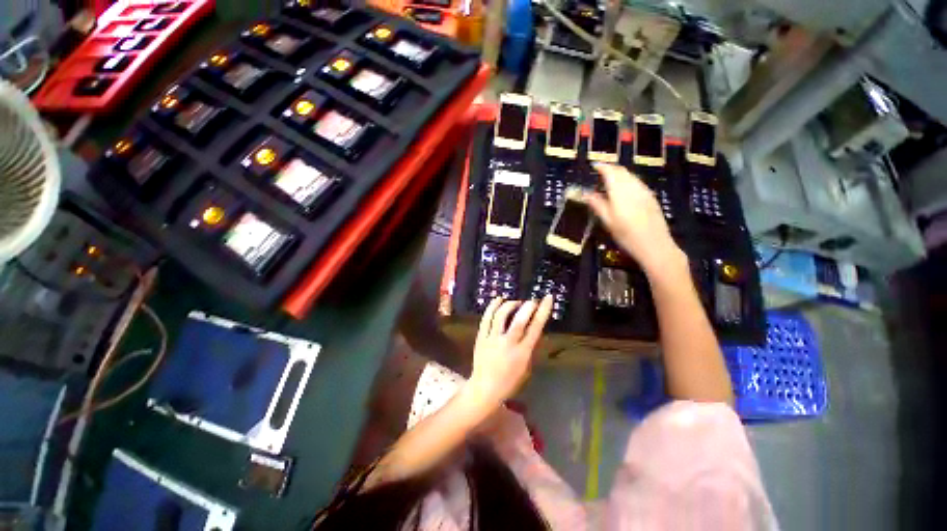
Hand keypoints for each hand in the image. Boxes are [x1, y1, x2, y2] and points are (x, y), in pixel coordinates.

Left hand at [465, 297, 553, 410]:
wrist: (485, 388)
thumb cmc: (509, 381)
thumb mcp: (526, 366)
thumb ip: (529, 346)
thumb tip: (533, 328)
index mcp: (522, 353)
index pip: (535, 328)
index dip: (543, 311)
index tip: (547, 298)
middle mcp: (508, 343)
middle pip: (519, 320)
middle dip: (528, 306)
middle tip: (532, 301)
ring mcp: (492, 339)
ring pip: (501, 315)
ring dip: (510, 304)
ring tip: (516, 302)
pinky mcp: (481, 337)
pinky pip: (487, 318)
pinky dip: (493, 306)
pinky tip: (499, 299)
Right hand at [582, 163, 686, 276]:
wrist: (655, 245)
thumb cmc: (627, 235)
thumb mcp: (608, 221)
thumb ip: (597, 205)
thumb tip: (586, 194)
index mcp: (620, 192)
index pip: (611, 172)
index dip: (602, 167)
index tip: (594, 165)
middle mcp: (634, 187)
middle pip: (622, 171)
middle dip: (611, 169)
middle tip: (600, 172)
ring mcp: (644, 191)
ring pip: (631, 176)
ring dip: (619, 174)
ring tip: (609, 180)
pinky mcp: (651, 197)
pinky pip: (637, 183)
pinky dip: (628, 181)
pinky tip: (624, 189)